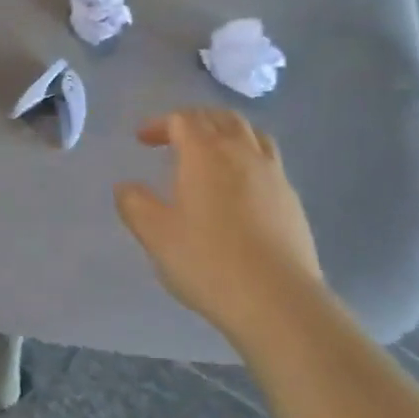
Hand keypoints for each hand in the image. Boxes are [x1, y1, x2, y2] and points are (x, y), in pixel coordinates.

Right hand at [114, 109, 323, 342]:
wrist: (277, 300)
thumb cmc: (207, 261)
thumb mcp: (155, 235)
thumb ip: (134, 204)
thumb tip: (126, 187)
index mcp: (205, 153)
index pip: (182, 119)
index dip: (159, 124)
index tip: (142, 140)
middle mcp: (242, 152)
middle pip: (220, 117)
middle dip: (194, 120)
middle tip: (174, 137)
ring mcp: (273, 174)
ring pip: (251, 133)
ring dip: (226, 132)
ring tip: (212, 151)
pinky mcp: (292, 199)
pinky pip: (268, 160)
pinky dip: (248, 157)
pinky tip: (240, 185)